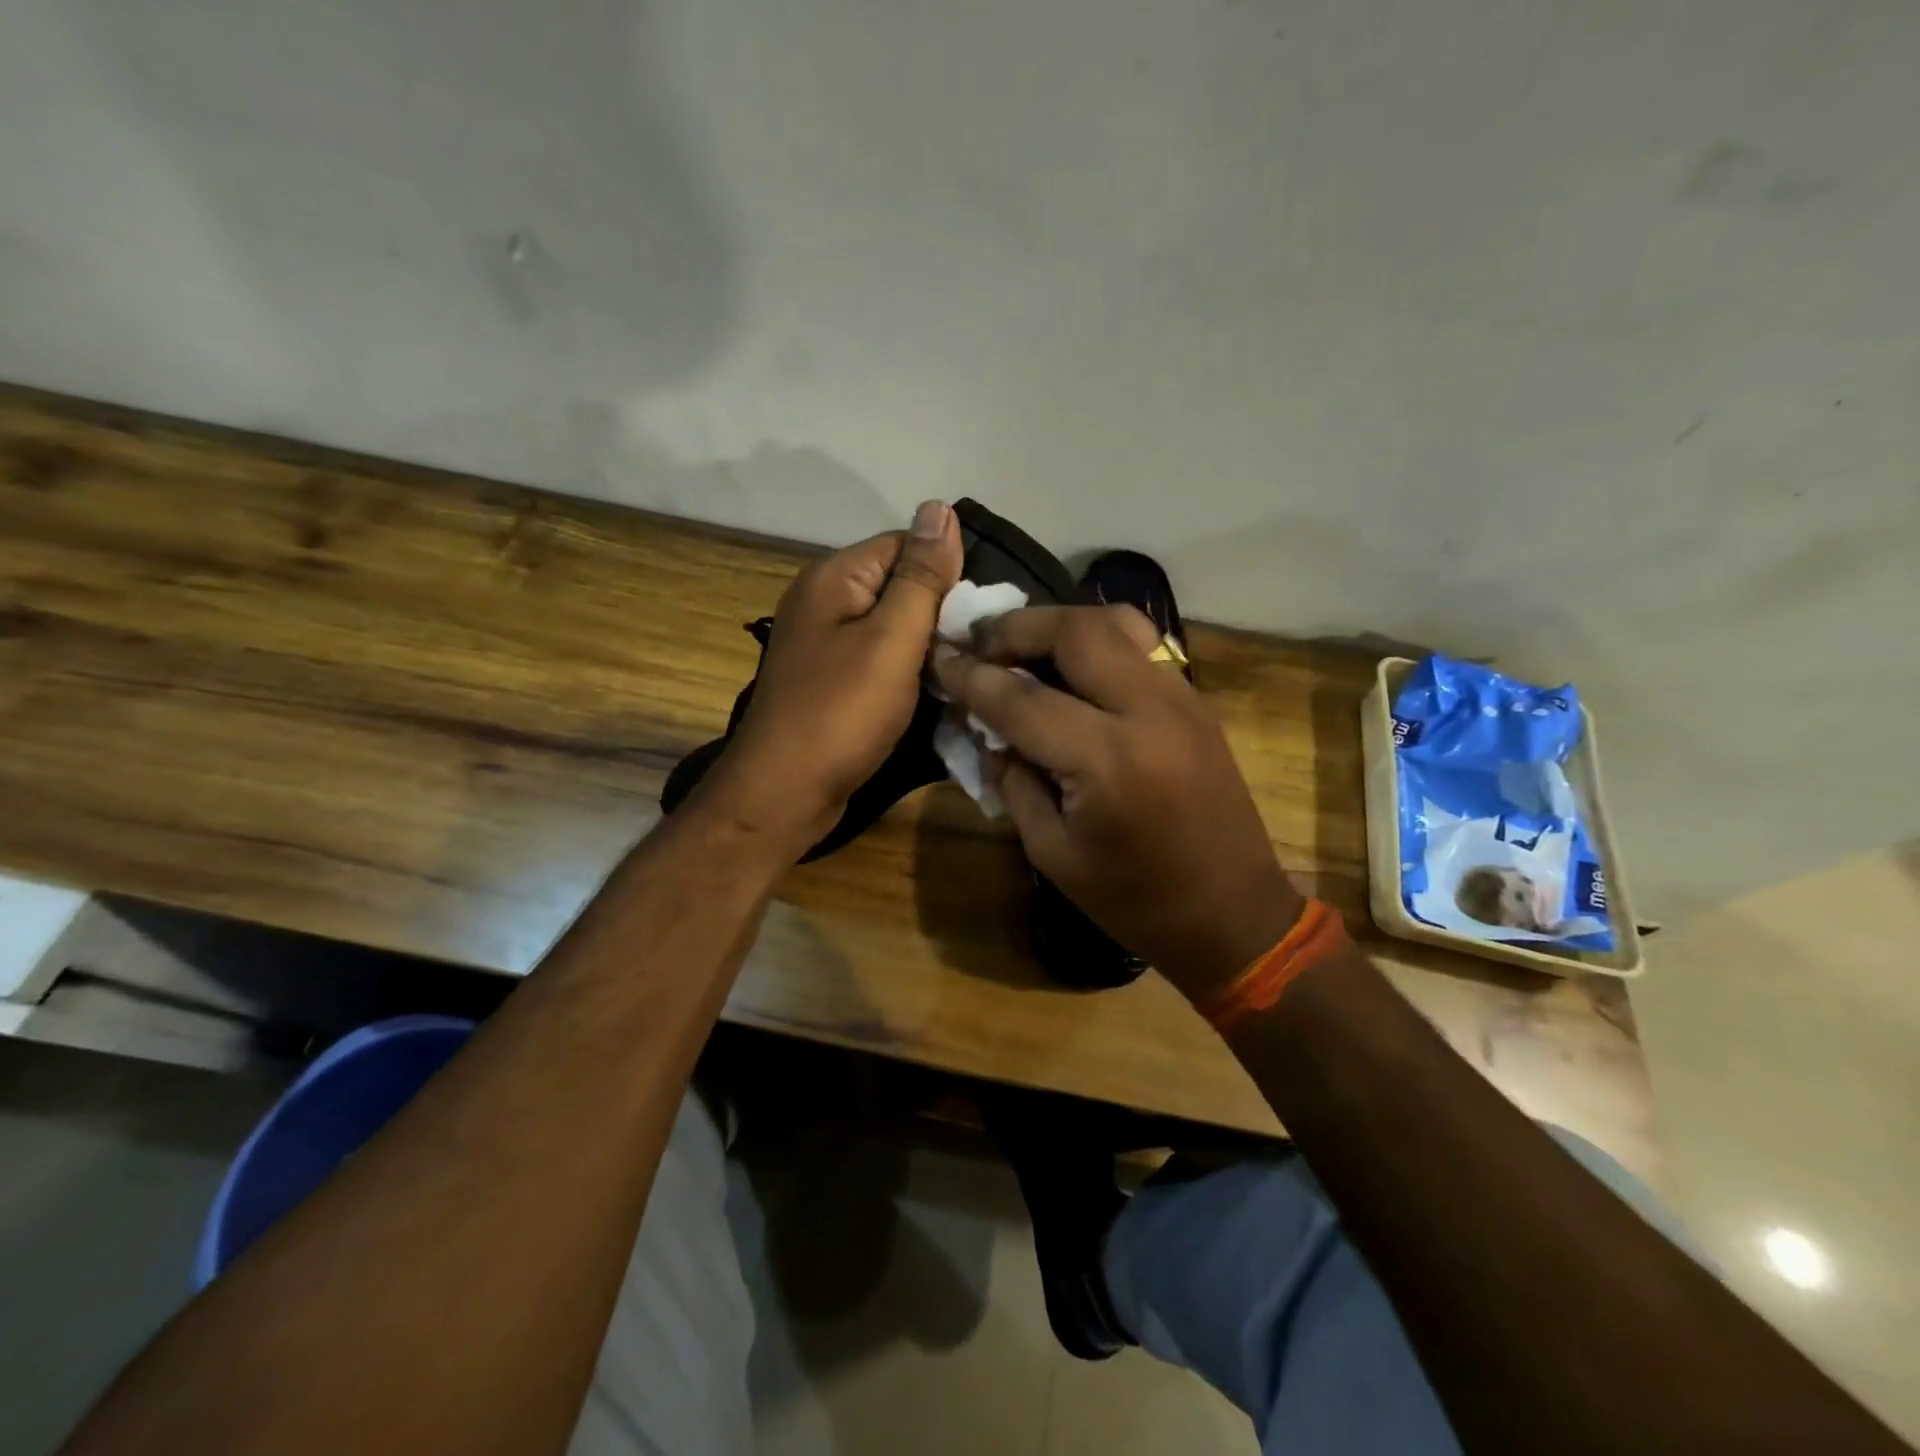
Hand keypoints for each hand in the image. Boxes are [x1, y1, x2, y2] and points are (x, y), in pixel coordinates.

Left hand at [701, 500, 962, 854]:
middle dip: (939, 614)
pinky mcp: (830, 680)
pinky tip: (931, 693)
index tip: (980, 616)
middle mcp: (823, 601)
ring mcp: (824, 643)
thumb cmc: (841, 713)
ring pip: (892, 627)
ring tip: (961, 673)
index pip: (906, 545)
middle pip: (899, 586)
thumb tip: (940, 507)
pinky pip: (878, 660)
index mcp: (834, 577)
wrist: (784, 793)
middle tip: (976, 651)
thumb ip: (920, 576)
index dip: (947, 574)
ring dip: (927, 647)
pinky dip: (906, 673)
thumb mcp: (892, 639)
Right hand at [932, 605, 1303, 999]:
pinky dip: (1093, 643)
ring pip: (1115, 623)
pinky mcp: (1196, 702)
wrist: (1232, 915)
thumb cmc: (1134, 901)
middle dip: (1016, 628)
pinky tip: (1067, 669)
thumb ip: (1013, 780)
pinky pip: (1138, 647)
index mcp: (1108, 761)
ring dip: (1058, 625)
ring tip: (1021, 645)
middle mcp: (1149, 711)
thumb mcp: (1052, 852)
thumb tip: (986, 729)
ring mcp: (1181, 699)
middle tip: (978, 641)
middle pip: (1075, 631)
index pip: (1021, 698)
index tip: (939, 659)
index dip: (971, 677)